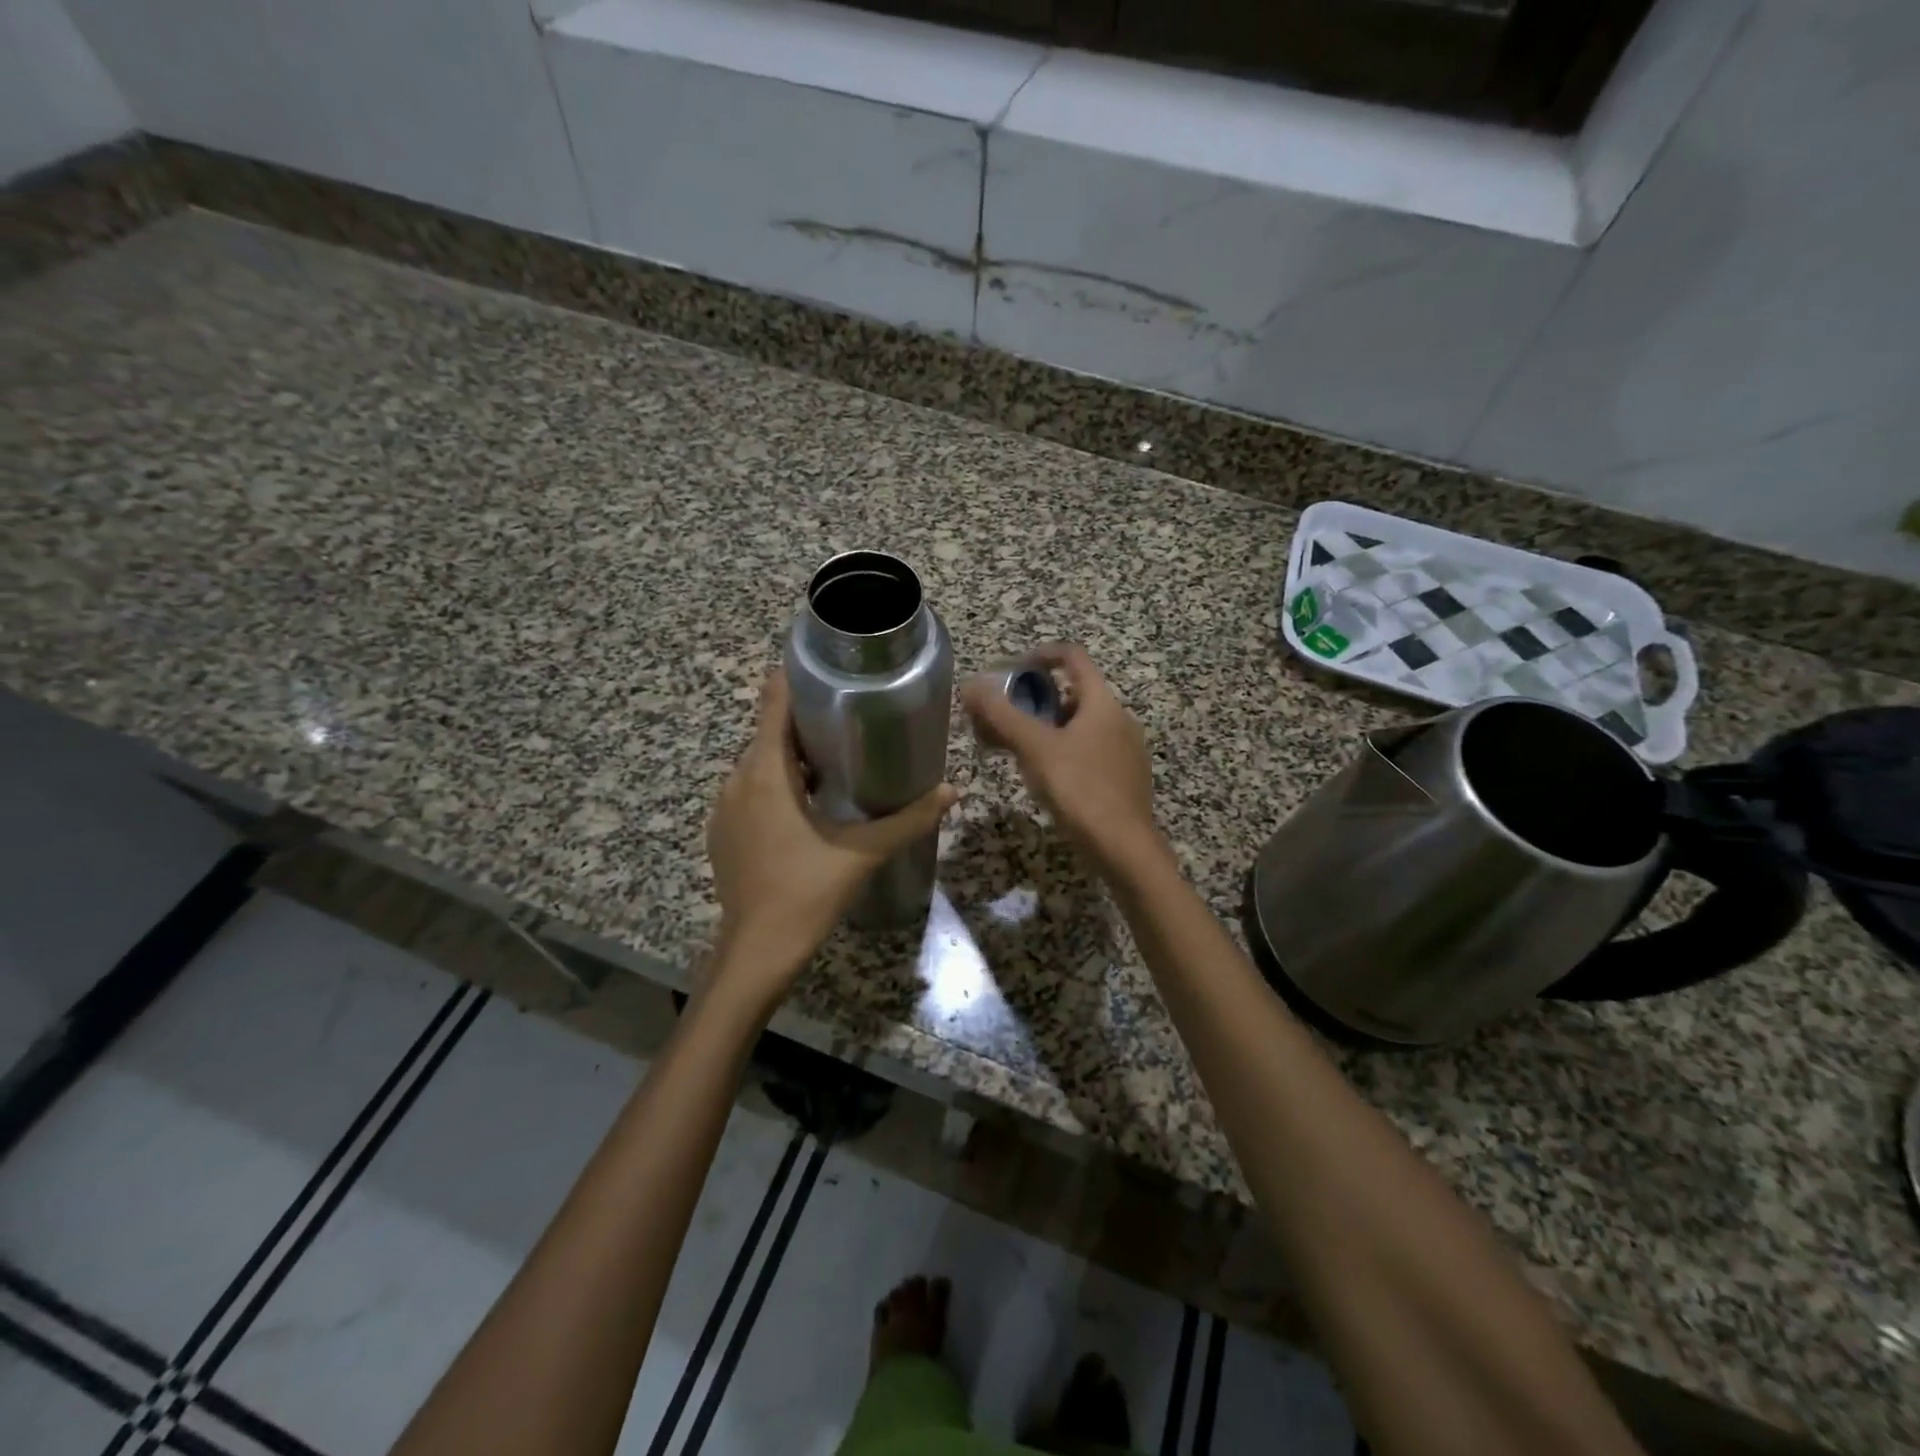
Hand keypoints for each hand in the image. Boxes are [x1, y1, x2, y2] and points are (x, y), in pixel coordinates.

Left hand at [706, 670, 958, 1001]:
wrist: (756, 950)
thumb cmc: (807, 892)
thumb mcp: (863, 852)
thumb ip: (909, 819)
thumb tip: (953, 791)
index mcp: (766, 772)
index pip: (773, 704)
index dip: (795, 680)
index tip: (828, 672)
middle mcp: (737, 779)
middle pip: (769, 733)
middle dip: (807, 724)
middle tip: (851, 722)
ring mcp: (724, 807)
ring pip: (759, 764)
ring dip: (792, 759)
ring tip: (835, 762)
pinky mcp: (722, 831)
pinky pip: (750, 791)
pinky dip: (775, 786)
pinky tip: (806, 807)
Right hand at [960, 643, 1159, 868]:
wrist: (1124, 849)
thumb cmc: (1080, 789)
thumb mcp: (1034, 748)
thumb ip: (1001, 715)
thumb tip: (971, 685)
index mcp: (1103, 703)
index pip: (1073, 656)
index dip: (1041, 655)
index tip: (1012, 670)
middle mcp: (1120, 720)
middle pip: (1074, 694)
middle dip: (1036, 701)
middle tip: (1005, 720)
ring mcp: (1126, 751)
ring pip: (1081, 726)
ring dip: (1048, 729)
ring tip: (1017, 751)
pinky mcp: (1125, 779)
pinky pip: (1090, 751)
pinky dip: (1064, 752)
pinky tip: (1045, 778)